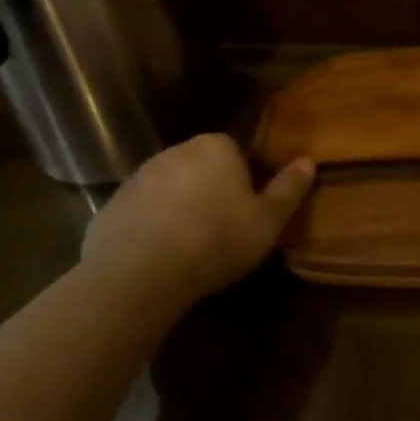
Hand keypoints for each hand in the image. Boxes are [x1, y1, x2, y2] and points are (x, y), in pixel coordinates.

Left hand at [81, 134, 314, 309]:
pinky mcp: (110, 206)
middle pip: (201, 167)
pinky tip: (159, 258)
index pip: (236, 152)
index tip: (248, 209)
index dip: (245, 179)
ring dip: (179, 208)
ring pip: (169, 188)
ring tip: (190, 247)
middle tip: (222, 229)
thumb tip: (309, 160)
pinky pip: (141, 212)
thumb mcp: (268, 220)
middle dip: (211, 190)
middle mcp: (175, 151)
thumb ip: (289, 188)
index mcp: (216, 147)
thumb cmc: (216, 239)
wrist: (140, 273)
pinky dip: (150, 227)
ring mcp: (138, 177)